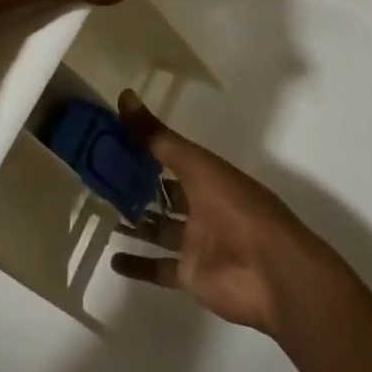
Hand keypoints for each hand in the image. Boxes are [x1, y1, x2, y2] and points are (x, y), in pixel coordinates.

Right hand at [111, 90, 326, 336]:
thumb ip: (158, 137)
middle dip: (135, 187)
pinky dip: (137, 265)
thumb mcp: (196, 166)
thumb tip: (125, 95)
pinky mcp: (191, 276)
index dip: (142, 148)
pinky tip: (113, 259)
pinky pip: (158, 268)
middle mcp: (201, 207)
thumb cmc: (237, 210)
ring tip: (100, 213)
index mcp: (207, 177)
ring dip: (134, 223)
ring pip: (158, 229)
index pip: (169, 157)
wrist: (273, 274)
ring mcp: (196, 244)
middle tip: (98, 178)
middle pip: (162, 194)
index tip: (108, 139)